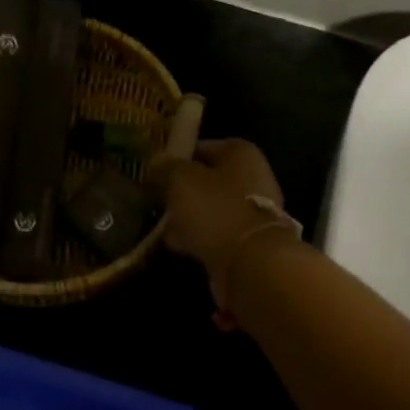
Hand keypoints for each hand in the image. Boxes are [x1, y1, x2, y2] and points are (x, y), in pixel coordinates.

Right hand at [149, 139, 292, 314]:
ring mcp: (253, 210)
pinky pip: (217, 232)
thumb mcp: (181, 180)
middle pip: (208, 179)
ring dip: (189, 216)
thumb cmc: (215, 209)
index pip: (202, 147)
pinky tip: (178, 245)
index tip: (155, 171)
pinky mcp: (249, 241)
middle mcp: (253, 176)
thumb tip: (157, 162)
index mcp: (240, 153)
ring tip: (162, 225)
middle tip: (157, 199)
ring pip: (211, 208)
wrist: (250, 262)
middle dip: (182, 190)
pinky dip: (199, 237)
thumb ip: (166, 167)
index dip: (177, 157)